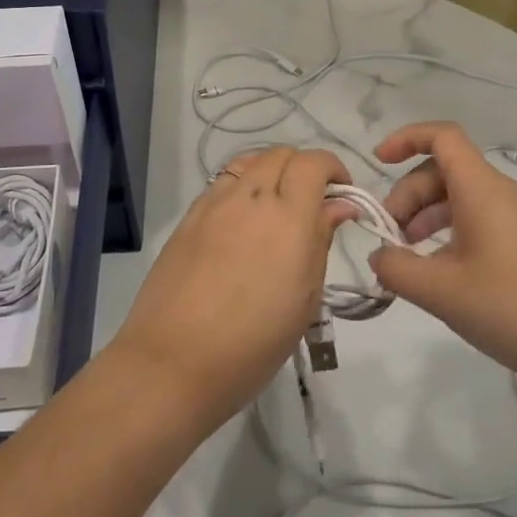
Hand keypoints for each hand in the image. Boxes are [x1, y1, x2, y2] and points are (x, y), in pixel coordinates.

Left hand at [110, 147, 355, 432]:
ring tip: (277, 206)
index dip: (333, 169)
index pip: (313, 163)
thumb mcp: (304, 299)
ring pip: (248, 162)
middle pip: (281, 154)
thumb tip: (338, 206)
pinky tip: (242, 222)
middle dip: (304, 169)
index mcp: (288, 217)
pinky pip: (222, 184)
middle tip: (313, 203)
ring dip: (271, 171)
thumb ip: (320, 241)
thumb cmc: (253, 343)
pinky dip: (242, 187)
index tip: (342, 195)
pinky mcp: (189, 218)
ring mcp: (214, 204)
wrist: (173, 362)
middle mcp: (250, 198)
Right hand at [369, 122, 516, 390]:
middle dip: (408, 196)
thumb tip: (378, 254)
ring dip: (427, 219)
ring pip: (461, 200)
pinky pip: (480, 223)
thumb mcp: (444, 292)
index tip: (377, 163)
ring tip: (409, 260)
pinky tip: (444, 277)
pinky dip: (451, 237)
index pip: (441, 137)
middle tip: (389, 239)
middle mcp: (501, 194)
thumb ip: (398, 269)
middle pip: (444, 172)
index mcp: (481, 189)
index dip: (406, 139)